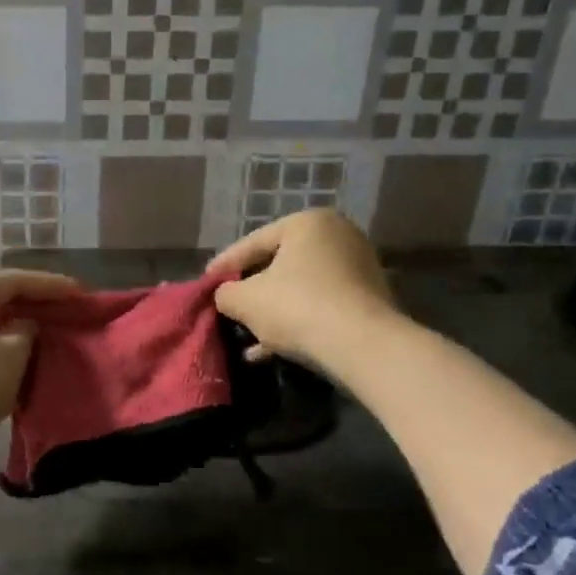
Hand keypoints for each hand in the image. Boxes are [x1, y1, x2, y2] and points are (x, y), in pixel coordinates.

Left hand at [0, 269, 78, 471]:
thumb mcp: (12, 355)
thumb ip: (25, 332)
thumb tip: (23, 326)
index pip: (11, 281)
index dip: (48, 285)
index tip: (77, 291)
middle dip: (28, 303)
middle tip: (60, 307)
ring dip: (10, 326)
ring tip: (40, 330)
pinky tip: (14, 355)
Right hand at [208, 209, 398, 366]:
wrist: (363, 346)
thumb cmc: (297, 307)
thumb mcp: (245, 300)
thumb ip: (225, 293)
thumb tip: (225, 296)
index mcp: (308, 223)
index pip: (253, 242)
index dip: (225, 265)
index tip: (206, 282)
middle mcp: (338, 236)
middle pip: (279, 265)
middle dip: (252, 291)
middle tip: (228, 306)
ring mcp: (358, 268)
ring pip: (300, 290)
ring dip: (272, 313)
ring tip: (246, 336)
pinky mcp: (368, 300)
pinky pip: (320, 306)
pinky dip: (295, 323)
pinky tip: (269, 351)